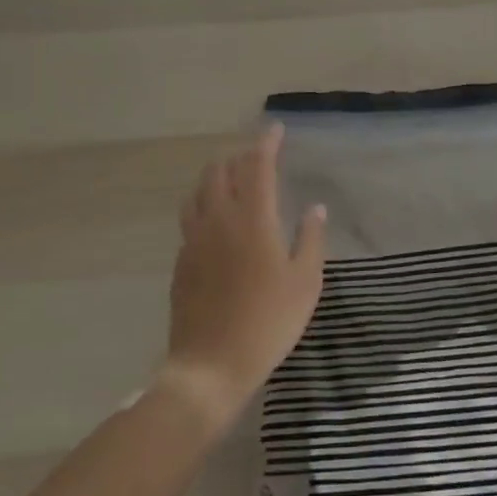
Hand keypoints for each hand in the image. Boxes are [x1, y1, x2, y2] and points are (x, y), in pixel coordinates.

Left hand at [161, 123, 325, 427]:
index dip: (266, 143)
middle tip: (257, 159)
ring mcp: (194, 239)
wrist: (210, 365)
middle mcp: (219, 218)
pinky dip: (203, 205)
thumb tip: (314, 208)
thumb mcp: (305, 282)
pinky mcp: (181, 260)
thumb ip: (310, 238)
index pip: (257, 165)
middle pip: (221, 171)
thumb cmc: (268, 322)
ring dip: (216, 177)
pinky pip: (190, 218)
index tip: (275, 129)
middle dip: (239, 157)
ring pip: (199, 191)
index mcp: (252, 218)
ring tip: (232, 181)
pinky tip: (215, 222)